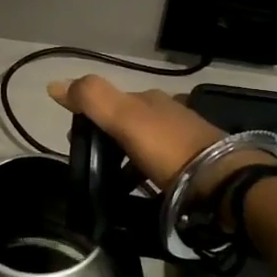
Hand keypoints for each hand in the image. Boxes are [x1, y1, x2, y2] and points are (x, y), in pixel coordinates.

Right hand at [47, 75, 267, 205]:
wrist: (222, 182)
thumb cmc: (168, 148)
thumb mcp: (125, 118)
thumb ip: (92, 99)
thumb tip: (55, 84)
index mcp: (149, 99)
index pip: (110, 100)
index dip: (87, 117)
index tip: (73, 142)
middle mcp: (168, 113)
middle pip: (127, 123)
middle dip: (105, 139)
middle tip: (90, 165)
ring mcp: (184, 138)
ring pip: (143, 145)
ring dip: (124, 159)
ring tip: (111, 184)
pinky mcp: (195, 165)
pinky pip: (159, 166)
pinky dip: (143, 175)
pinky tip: (140, 191)